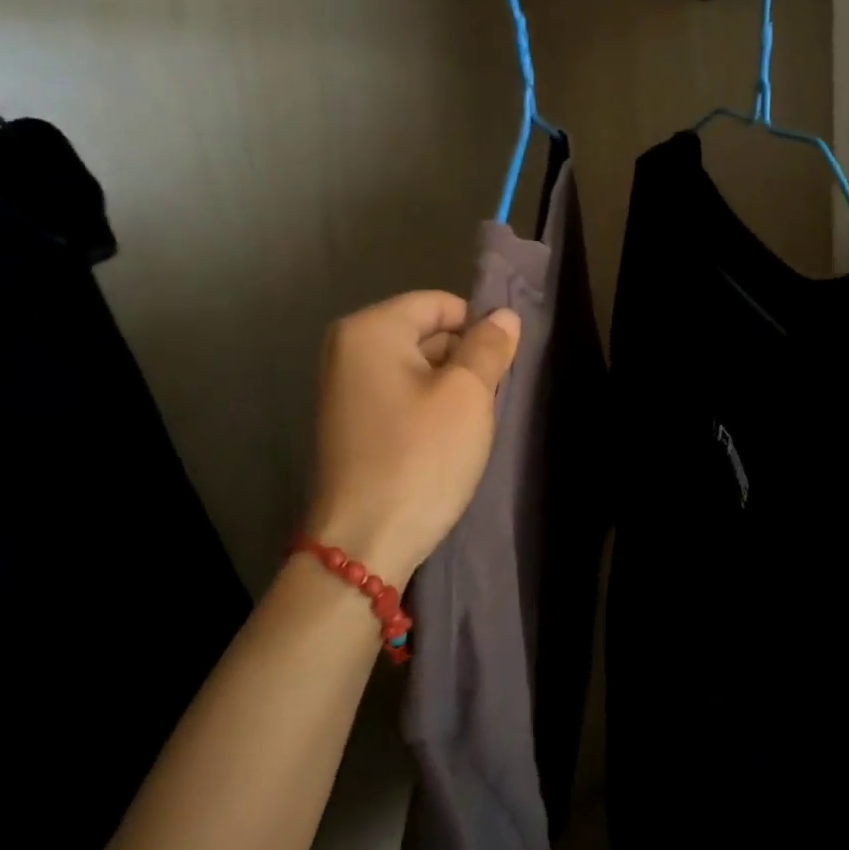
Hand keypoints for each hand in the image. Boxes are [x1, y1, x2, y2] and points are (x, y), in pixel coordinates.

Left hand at [305, 291, 520, 586]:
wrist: (363, 545)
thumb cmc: (419, 458)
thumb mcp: (467, 395)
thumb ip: (489, 346)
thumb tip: (503, 315)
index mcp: (370, 329)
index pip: (441, 304)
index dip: (477, 330)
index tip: (498, 371)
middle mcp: (348, 349)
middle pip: (427, 334)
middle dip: (463, 361)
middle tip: (485, 402)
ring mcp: (345, 388)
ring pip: (418, 368)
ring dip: (449, 389)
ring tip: (466, 428)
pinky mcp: (351, 423)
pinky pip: (401, 396)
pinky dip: (428, 410)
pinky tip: (443, 443)